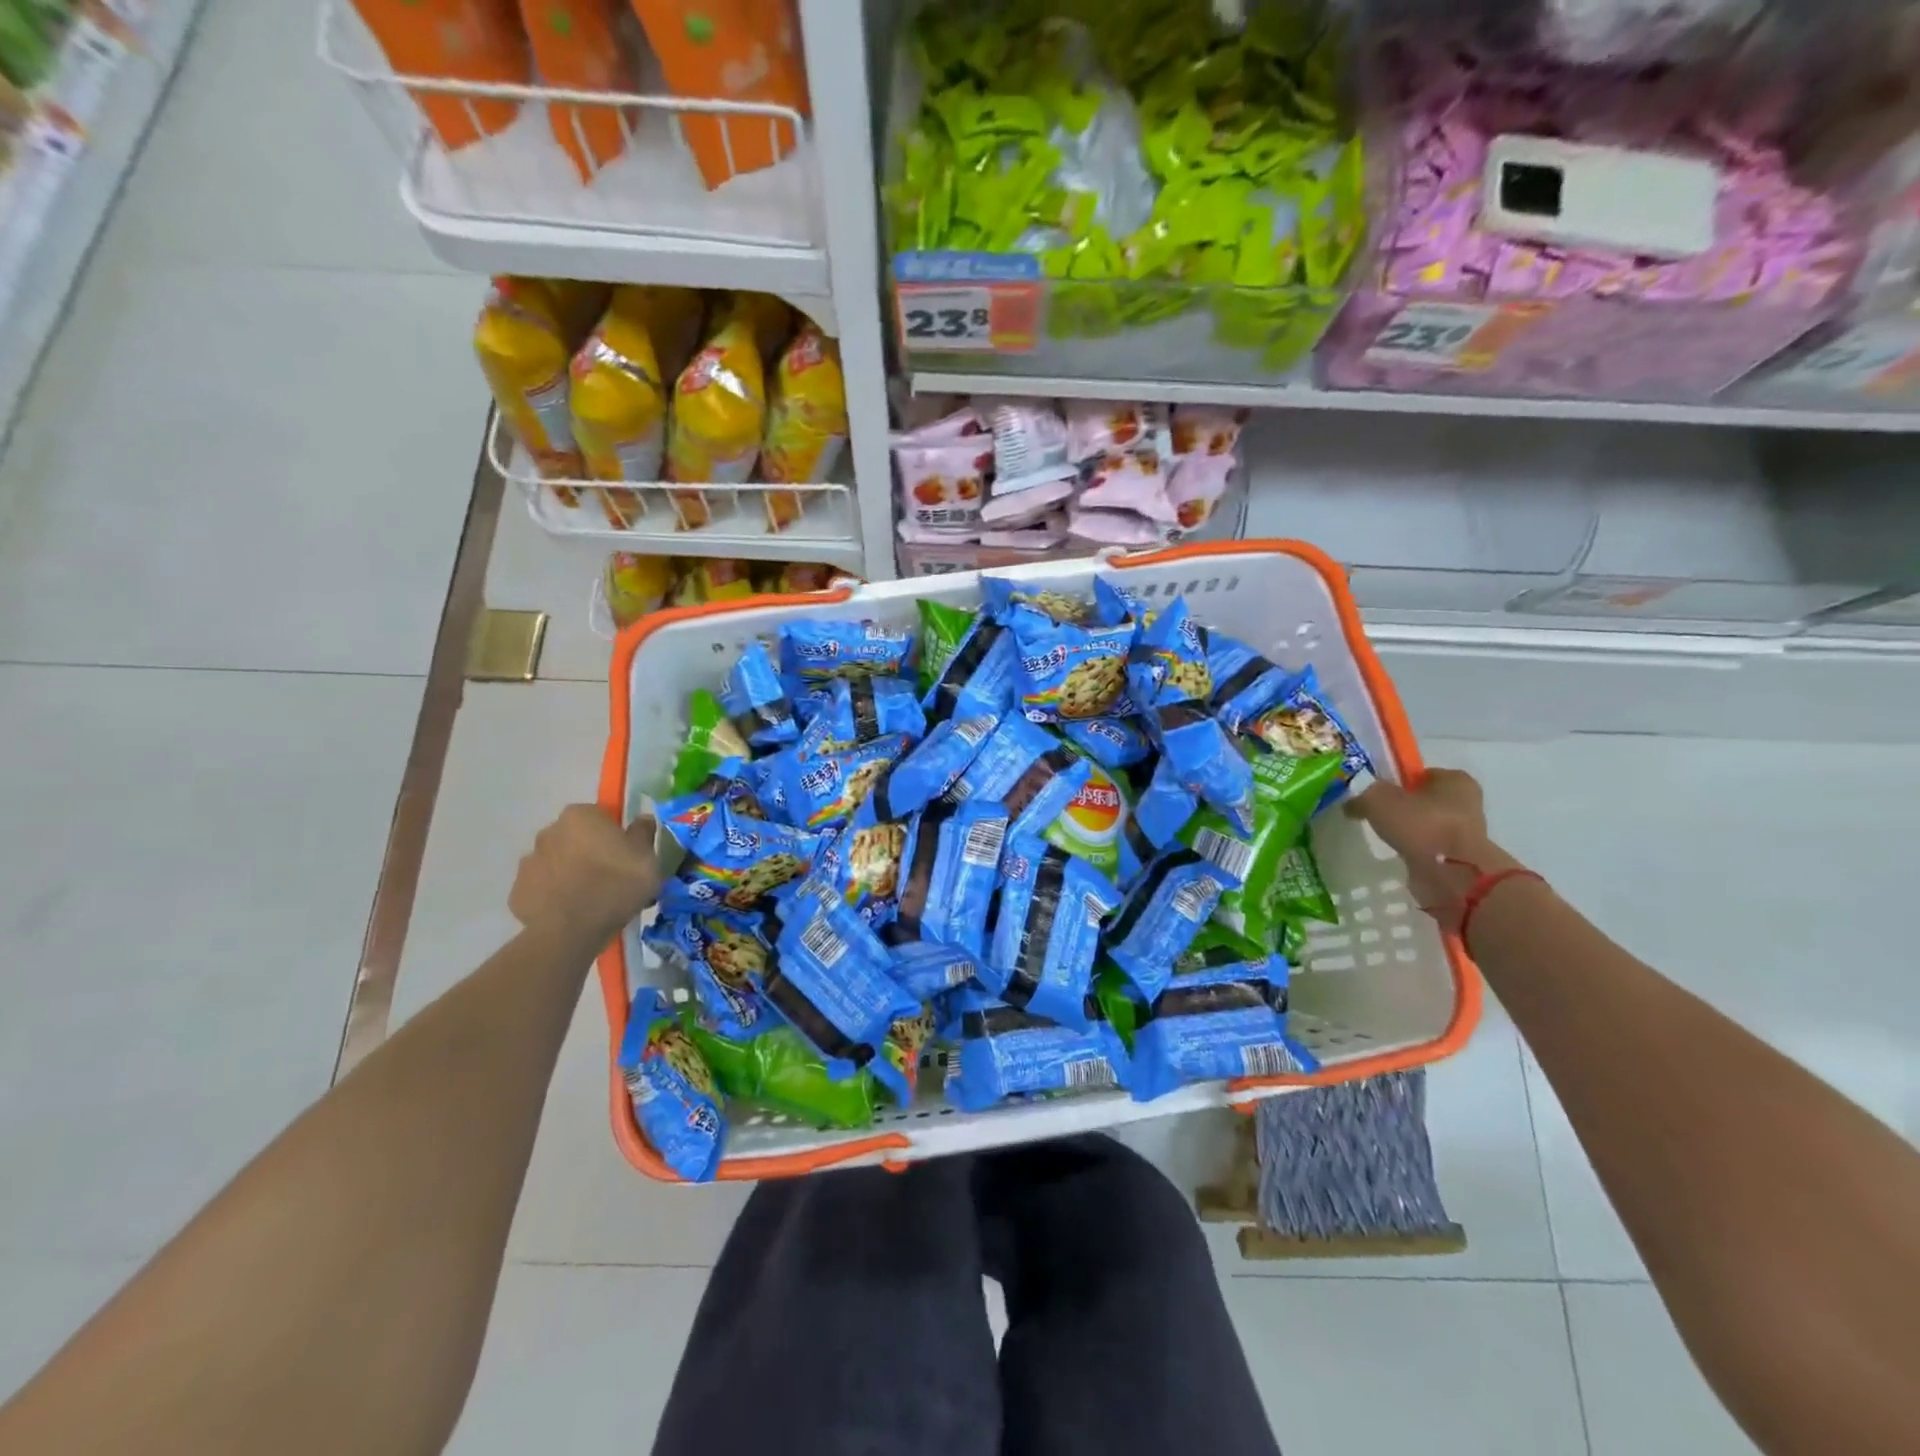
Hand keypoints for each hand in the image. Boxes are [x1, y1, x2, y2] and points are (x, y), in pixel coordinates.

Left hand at [509, 805, 660, 940]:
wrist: (572, 930)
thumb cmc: (616, 883)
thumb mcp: (647, 857)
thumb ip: (643, 833)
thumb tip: (641, 819)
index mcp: (581, 816)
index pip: (600, 815)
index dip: (614, 834)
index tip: (626, 854)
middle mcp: (549, 832)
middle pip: (574, 838)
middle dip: (588, 851)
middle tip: (610, 877)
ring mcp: (528, 863)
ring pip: (556, 863)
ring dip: (569, 873)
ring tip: (590, 899)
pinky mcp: (517, 893)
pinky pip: (542, 889)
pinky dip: (554, 896)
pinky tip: (571, 912)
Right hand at [1346, 769, 1524, 933]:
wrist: (1452, 874)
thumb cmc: (1421, 825)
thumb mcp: (1377, 800)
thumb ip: (1362, 796)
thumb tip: (1351, 804)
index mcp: (1455, 780)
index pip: (1420, 774)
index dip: (1397, 782)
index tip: (1377, 795)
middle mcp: (1466, 802)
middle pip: (1425, 800)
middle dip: (1404, 807)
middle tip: (1378, 816)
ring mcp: (1465, 832)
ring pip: (1427, 825)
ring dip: (1410, 831)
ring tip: (1386, 837)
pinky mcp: (1459, 857)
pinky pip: (1429, 847)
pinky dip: (1415, 850)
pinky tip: (1398, 853)